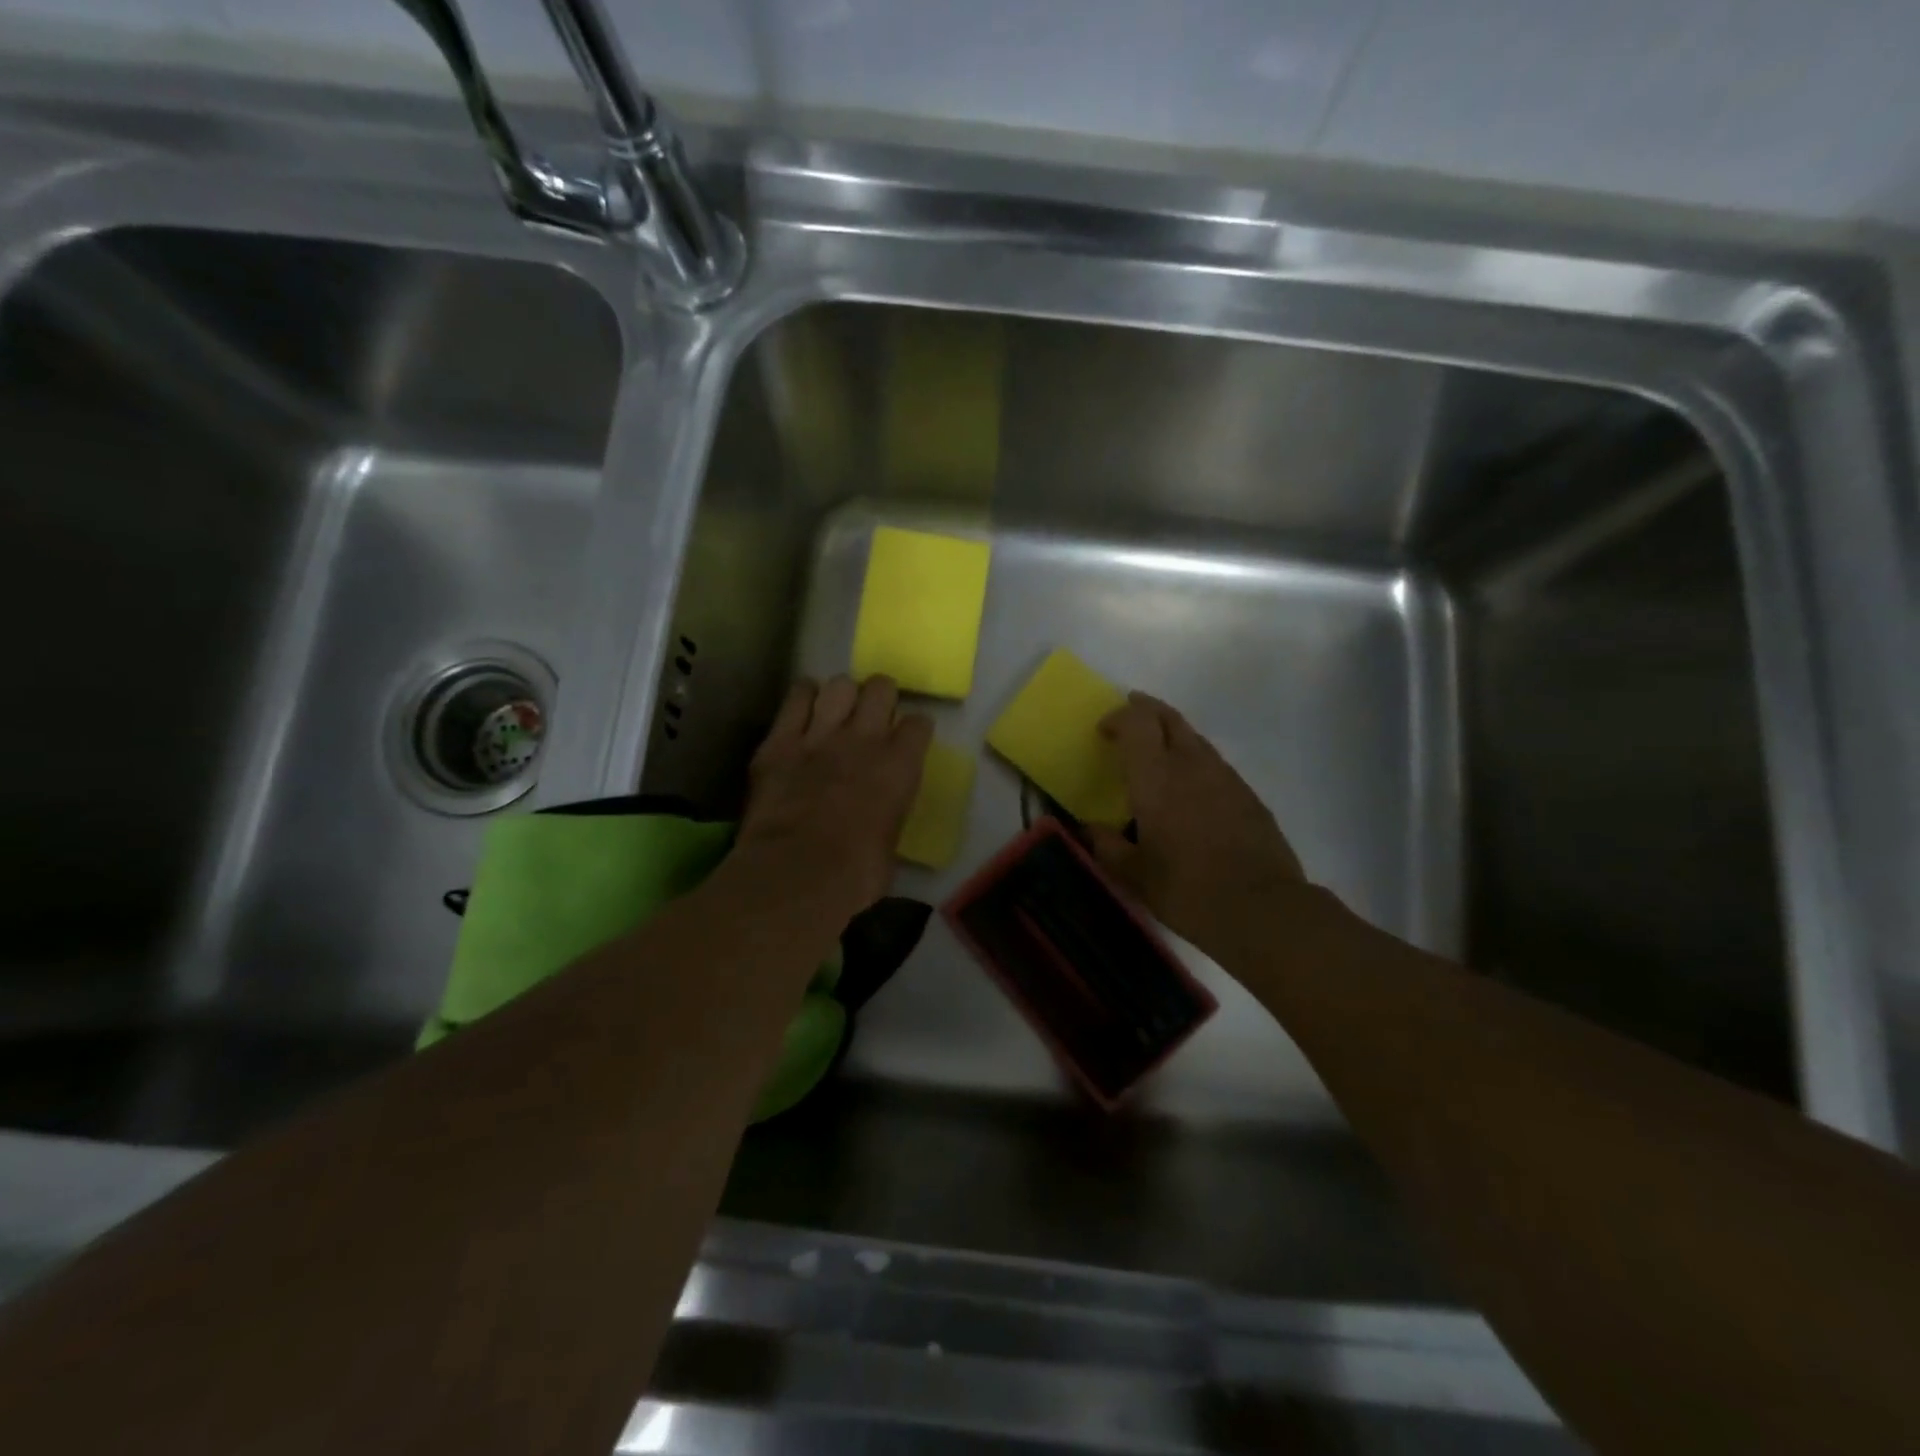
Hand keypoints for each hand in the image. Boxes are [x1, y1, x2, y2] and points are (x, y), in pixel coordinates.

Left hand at [731, 675, 932, 919]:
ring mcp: (820, 735)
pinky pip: (795, 698)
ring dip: (841, 695)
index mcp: (900, 766)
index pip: (919, 724)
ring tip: (835, 710)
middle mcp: (865, 739)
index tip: (908, 739)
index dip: (914, 729)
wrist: (797, 874)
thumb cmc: (856, 874)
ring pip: (839, 685)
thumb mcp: (890, 843)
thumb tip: (879, 814)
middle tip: (872, 714)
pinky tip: (802, 707)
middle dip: (880, 697)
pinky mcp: (780, 741)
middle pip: (881, 688)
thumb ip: (889, 812)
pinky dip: (802, 698)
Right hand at [1087, 693, 1308, 965]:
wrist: (1261, 907)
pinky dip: (1194, 759)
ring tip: (1157, 750)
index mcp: (1156, 778)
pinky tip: (1190, 786)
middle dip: (1145, 709)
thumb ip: (1108, 847)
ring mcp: (1224, 776)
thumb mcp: (1135, 875)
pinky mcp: (1248, 794)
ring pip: (1194, 737)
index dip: (1118, 717)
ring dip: (1171, 733)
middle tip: (1129, 715)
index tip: (1103, 730)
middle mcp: (1191, 765)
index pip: (1137, 723)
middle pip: (1169, 717)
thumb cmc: (1187, 889)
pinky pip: (1214, 762)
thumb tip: (1091, 830)